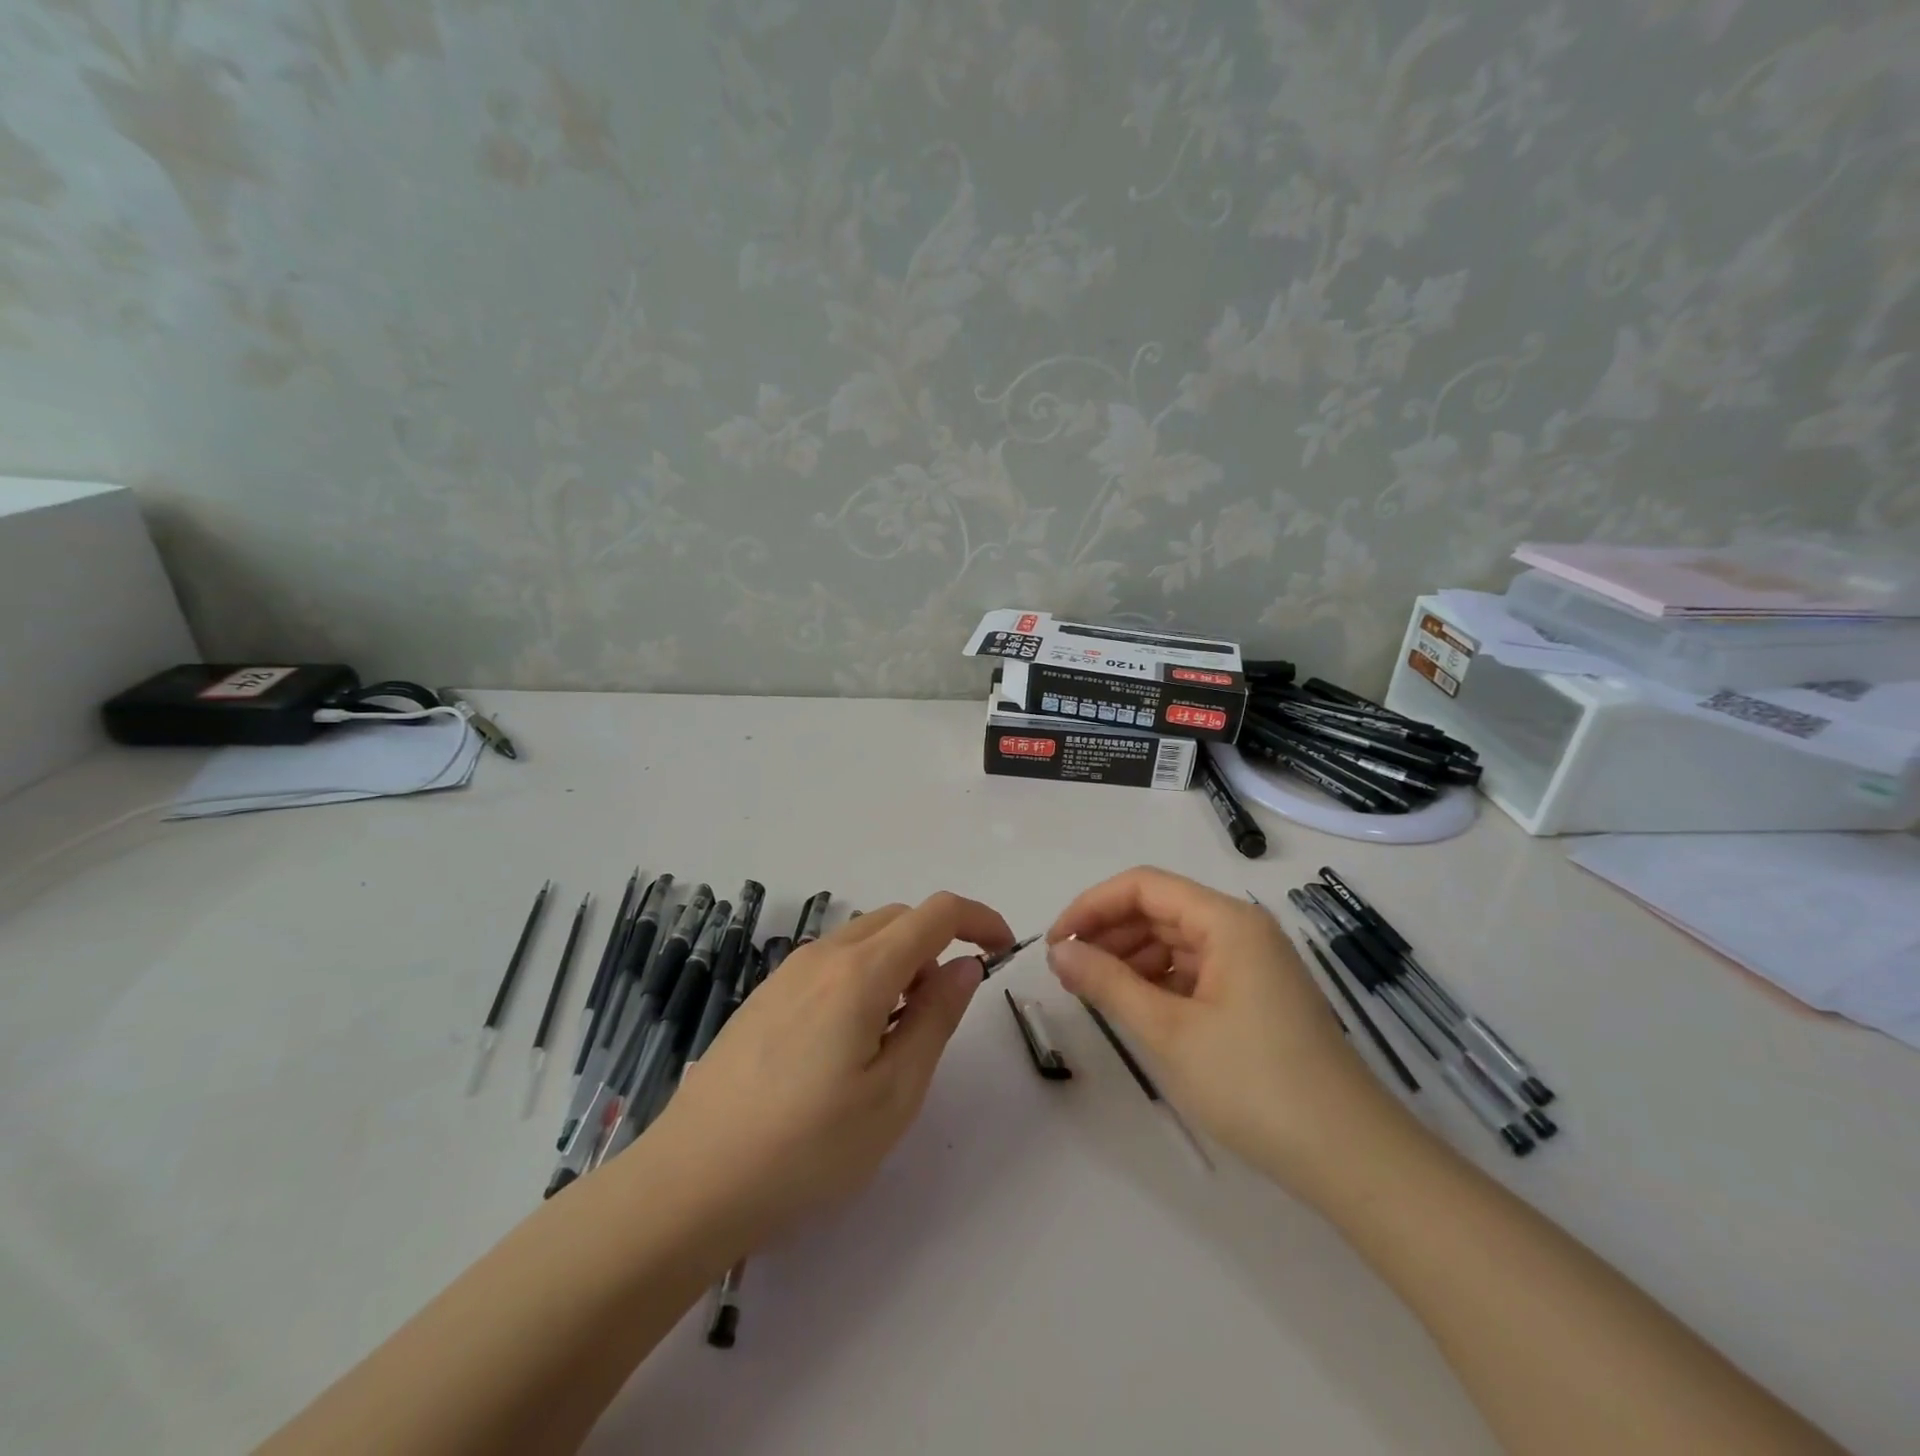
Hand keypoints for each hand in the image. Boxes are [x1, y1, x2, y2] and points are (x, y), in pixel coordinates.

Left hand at [639, 892, 1012, 1251]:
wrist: (690, 1182)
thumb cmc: (806, 1148)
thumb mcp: (893, 1093)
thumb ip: (936, 1018)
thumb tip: (966, 966)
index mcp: (860, 972)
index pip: (935, 913)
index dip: (978, 919)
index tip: (1001, 951)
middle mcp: (822, 955)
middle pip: (898, 919)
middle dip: (938, 944)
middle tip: (947, 1007)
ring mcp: (787, 973)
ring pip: (863, 938)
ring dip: (900, 961)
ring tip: (899, 1033)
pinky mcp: (765, 995)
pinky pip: (832, 962)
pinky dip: (865, 975)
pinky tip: (851, 1040)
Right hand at [1047, 867, 1408, 1195]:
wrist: (1351, 1159)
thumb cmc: (1254, 1085)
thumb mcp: (1168, 1031)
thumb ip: (1107, 982)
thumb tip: (1059, 950)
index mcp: (1227, 921)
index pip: (1143, 886)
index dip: (1092, 906)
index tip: (1055, 942)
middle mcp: (1242, 929)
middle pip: (1159, 910)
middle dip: (1108, 933)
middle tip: (1067, 972)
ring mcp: (1253, 963)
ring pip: (1175, 941)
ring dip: (1130, 958)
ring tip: (1094, 992)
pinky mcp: (1257, 996)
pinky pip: (1195, 970)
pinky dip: (1159, 982)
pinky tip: (1136, 1008)